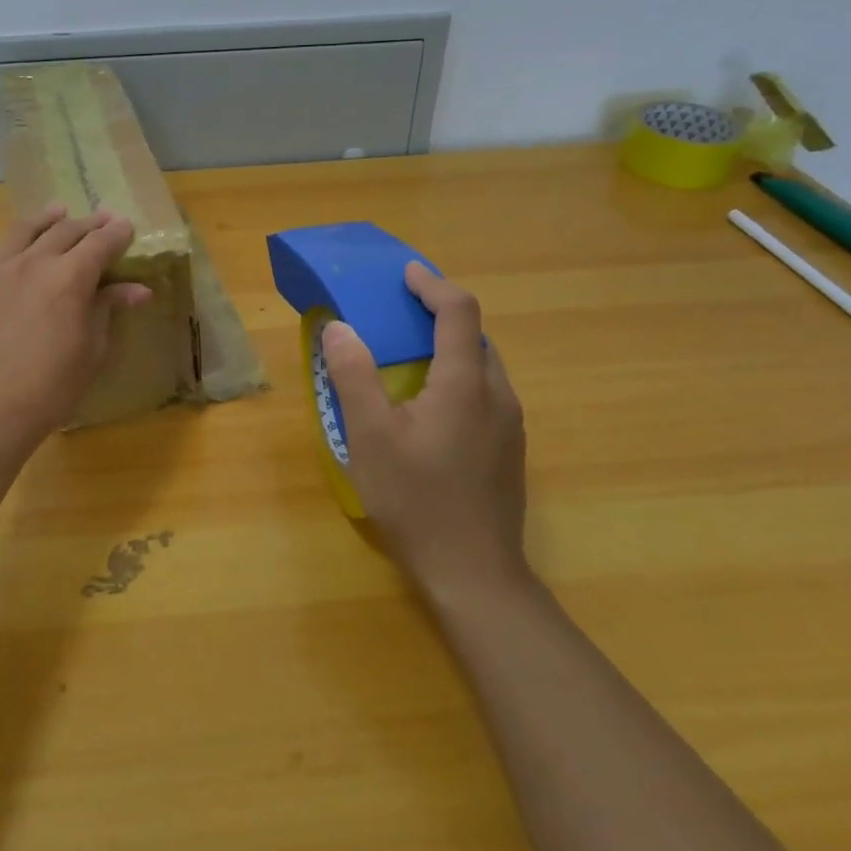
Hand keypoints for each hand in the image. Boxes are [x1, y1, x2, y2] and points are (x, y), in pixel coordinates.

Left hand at [0, 205, 150, 465]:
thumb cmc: (50, 388)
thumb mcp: (91, 351)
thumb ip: (108, 309)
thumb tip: (138, 288)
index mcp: (69, 278)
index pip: (100, 243)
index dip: (117, 233)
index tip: (127, 226)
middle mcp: (31, 262)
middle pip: (65, 230)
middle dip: (88, 223)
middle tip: (102, 219)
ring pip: (24, 231)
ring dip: (48, 219)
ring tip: (59, 212)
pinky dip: (14, 245)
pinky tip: (17, 251)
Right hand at [321, 261, 530, 601]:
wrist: (475, 576)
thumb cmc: (417, 501)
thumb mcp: (370, 436)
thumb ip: (354, 376)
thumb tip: (340, 328)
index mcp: (465, 383)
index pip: (459, 311)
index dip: (432, 284)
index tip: (406, 274)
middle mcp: (497, 395)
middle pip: (475, 336)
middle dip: (440, 314)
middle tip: (399, 314)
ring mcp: (510, 426)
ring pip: (483, 366)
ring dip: (450, 347)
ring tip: (410, 355)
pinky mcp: (509, 450)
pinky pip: (485, 393)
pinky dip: (458, 376)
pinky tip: (429, 406)